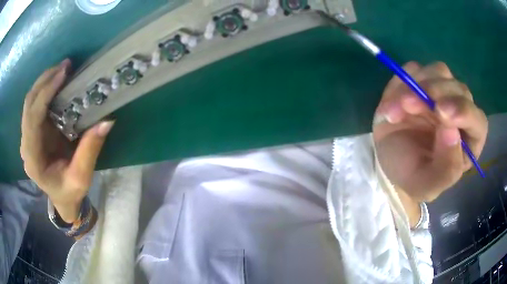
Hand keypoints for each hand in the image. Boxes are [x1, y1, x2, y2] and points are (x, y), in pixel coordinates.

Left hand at [21, 59, 113, 221]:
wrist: (61, 198)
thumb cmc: (69, 192)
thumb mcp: (81, 178)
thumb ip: (89, 151)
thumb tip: (106, 121)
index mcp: (33, 159)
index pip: (32, 119)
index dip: (45, 93)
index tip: (63, 74)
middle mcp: (26, 145)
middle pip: (29, 104)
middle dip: (45, 81)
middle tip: (65, 66)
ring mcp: (27, 137)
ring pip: (30, 101)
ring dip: (44, 82)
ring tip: (63, 70)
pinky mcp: (33, 131)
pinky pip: (35, 105)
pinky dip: (44, 89)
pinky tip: (57, 82)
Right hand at [373, 61, 487, 201]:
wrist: (389, 160)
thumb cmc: (411, 175)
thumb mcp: (426, 185)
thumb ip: (445, 168)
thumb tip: (452, 131)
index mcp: (469, 141)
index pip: (477, 121)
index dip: (464, 112)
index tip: (441, 113)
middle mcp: (460, 112)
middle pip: (459, 89)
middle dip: (436, 93)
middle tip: (409, 105)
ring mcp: (441, 92)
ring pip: (439, 72)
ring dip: (417, 86)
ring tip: (397, 107)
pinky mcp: (421, 80)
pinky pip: (416, 69)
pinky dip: (402, 81)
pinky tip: (394, 102)